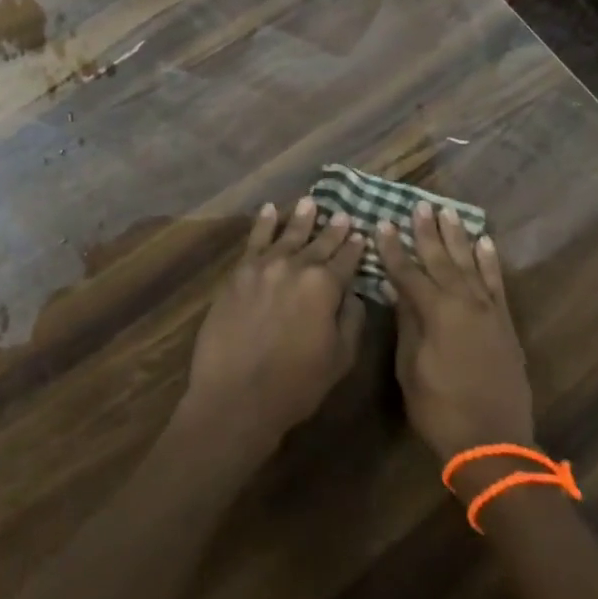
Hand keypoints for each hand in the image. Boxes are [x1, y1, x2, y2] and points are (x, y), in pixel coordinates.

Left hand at [179, 199, 366, 459]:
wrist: (235, 396)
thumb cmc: (296, 385)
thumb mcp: (341, 358)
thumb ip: (352, 319)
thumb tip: (353, 293)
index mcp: (325, 285)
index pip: (347, 260)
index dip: (356, 247)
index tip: (361, 234)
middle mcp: (296, 266)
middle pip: (319, 243)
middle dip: (333, 230)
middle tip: (342, 214)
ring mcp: (264, 266)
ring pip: (287, 235)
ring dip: (301, 218)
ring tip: (310, 202)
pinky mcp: (238, 274)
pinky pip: (254, 241)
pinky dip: (263, 223)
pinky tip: (269, 210)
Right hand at [379, 203, 534, 465]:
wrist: (493, 444)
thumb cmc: (440, 410)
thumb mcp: (411, 368)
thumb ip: (407, 323)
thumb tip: (398, 289)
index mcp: (437, 312)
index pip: (408, 272)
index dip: (394, 248)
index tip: (383, 223)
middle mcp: (464, 302)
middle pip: (441, 260)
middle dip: (427, 232)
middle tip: (419, 206)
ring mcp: (488, 311)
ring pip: (470, 264)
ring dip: (458, 237)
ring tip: (448, 213)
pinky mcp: (505, 324)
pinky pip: (496, 283)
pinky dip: (490, 261)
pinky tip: (484, 243)